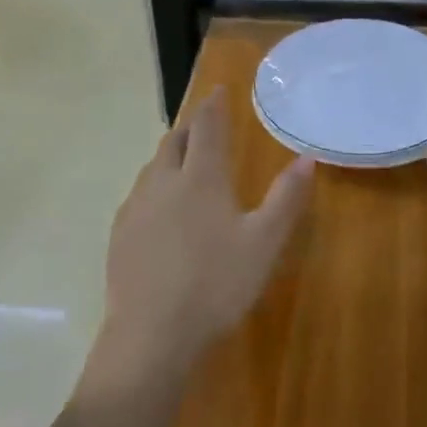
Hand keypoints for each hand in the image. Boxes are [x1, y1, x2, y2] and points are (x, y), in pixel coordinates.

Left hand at [95, 88, 313, 384]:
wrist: (150, 335)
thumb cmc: (216, 284)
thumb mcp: (264, 243)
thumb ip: (286, 198)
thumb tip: (306, 157)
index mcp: (201, 177)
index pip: (207, 127)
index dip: (214, 105)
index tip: (219, 90)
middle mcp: (164, 181)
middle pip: (175, 141)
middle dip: (191, 126)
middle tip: (204, 123)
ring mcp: (137, 207)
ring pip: (154, 167)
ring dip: (171, 154)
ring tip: (184, 160)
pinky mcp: (120, 234)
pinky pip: (139, 194)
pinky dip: (155, 185)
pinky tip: (160, 209)